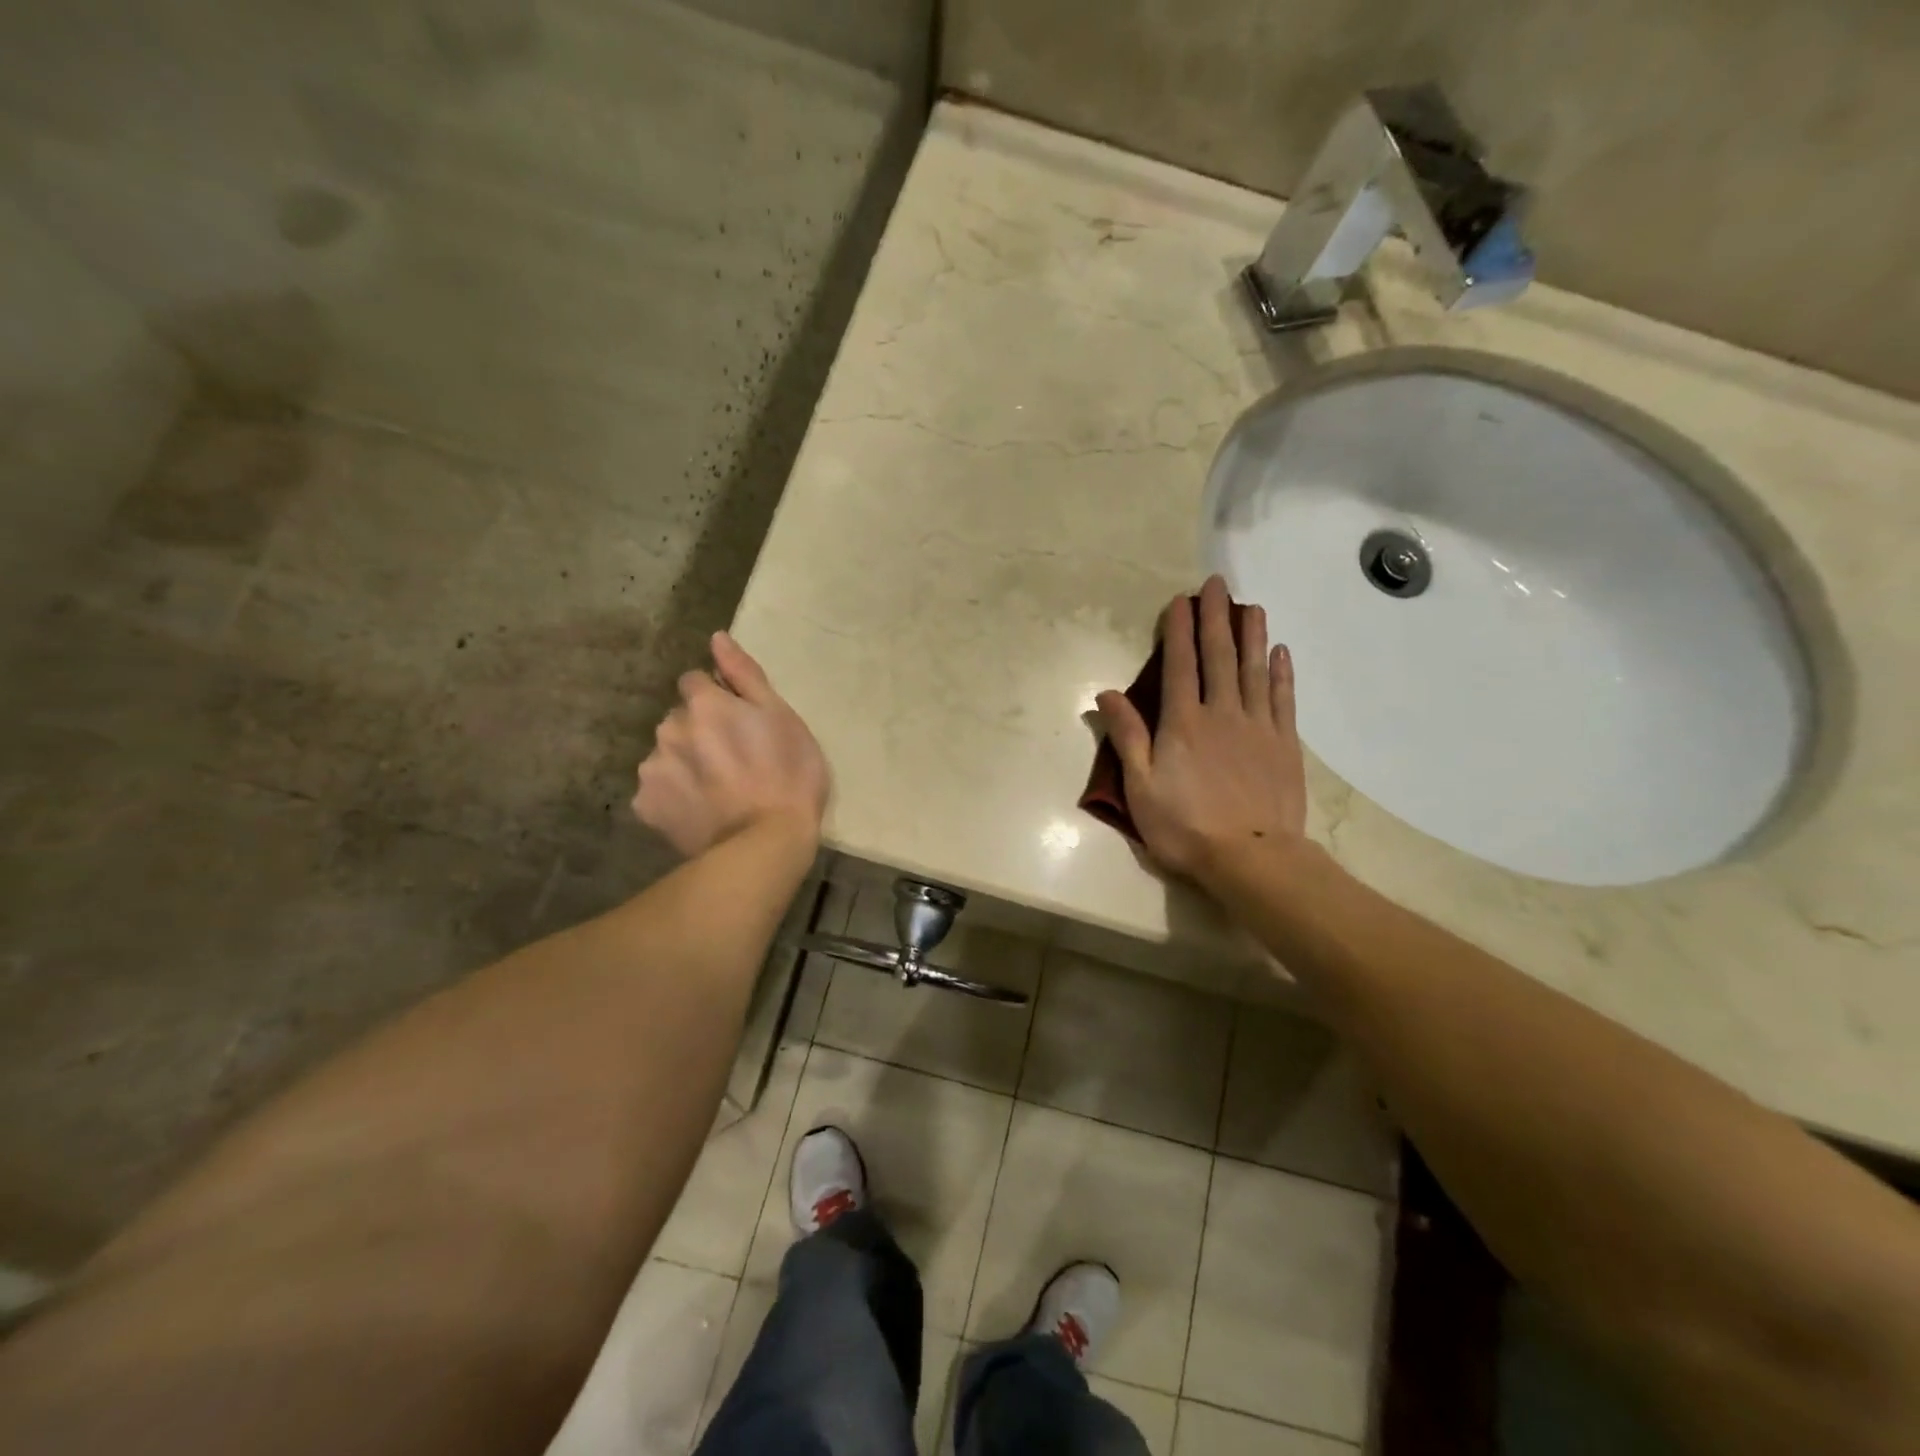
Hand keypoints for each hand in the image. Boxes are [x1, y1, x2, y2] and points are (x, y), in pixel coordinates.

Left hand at [633, 632, 829, 857]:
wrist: (765, 843)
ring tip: (717, 790)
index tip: (740, 724)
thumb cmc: (788, 775)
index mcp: (704, 704)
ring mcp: (653, 769)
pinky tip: (699, 810)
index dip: (718, 700)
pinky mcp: (646, 806)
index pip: (696, 682)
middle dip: (699, 731)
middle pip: (679, 719)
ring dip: (684, 762)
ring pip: (666, 754)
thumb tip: (717, 638)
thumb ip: (745, 675)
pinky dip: (673, 796)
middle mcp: (669, 729)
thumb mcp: (782, 717)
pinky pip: (656, 791)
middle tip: (734, 760)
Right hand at [1095, 575, 1307, 887]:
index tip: (1180, 601)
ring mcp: (1257, 726)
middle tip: (1218, 584)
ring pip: (1254, 669)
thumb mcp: (1141, 786)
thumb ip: (1127, 736)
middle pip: (1219, 656)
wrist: (1252, 859)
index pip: (1179, 665)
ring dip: (1251, 635)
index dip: (1178, 630)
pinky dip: (1280, 672)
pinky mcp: (1284, 744)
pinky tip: (1279, 651)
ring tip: (1251, 606)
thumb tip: (1106, 694)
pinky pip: (1282, 698)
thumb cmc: (1185, 827)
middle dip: (1216, 617)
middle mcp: (1222, 713)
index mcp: (1182, 722)